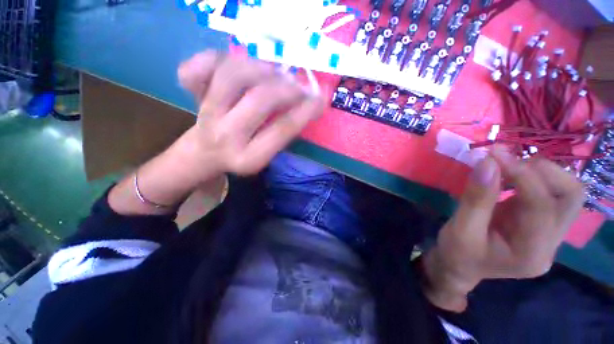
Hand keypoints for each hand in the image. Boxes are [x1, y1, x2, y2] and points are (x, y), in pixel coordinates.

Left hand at [108, 52, 322, 214]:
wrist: (205, 154)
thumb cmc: (243, 154)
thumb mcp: (267, 154)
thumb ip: (285, 132)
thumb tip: (307, 101)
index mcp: (249, 158)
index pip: (282, 130)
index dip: (305, 111)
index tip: (320, 98)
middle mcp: (226, 136)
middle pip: (259, 99)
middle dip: (287, 88)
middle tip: (299, 85)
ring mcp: (205, 114)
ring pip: (231, 76)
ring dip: (260, 67)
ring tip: (274, 71)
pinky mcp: (191, 97)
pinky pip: (195, 68)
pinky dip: (214, 57)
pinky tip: (232, 63)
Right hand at [422, 146, 584, 311]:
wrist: (461, 267)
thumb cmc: (457, 252)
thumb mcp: (460, 228)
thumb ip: (476, 198)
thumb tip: (487, 162)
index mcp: (531, 254)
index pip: (541, 206)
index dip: (521, 175)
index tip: (494, 154)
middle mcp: (551, 244)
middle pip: (570, 197)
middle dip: (542, 171)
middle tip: (507, 162)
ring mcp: (550, 234)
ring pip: (565, 193)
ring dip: (539, 172)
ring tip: (507, 166)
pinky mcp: (542, 224)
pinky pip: (549, 193)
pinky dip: (531, 178)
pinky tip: (508, 176)